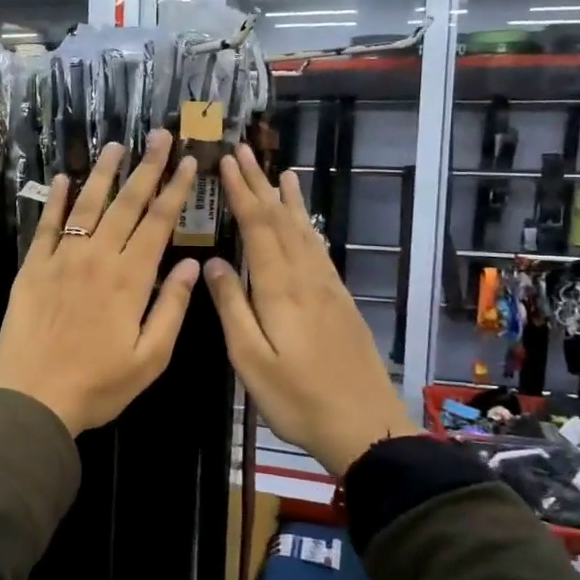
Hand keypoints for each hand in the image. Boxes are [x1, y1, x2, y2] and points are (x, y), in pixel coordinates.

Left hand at [0, 130, 200, 435]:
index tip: (189, 162)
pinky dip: (56, 200)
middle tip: (160, 136)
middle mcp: (97, 258)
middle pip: (126, 203)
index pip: (158, 223)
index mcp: (130, 279)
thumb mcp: (150, 358)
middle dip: (147, 168)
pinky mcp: (33, 267)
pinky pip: (47, 225)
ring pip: (87, 206)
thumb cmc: (98, 384)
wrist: (32, 396)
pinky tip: (63, 178)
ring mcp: (62, 258)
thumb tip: (194, 266)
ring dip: (103, 173)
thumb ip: (172, 308)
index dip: (176, 190)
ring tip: (116, 145)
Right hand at [203, 145, 415, 478]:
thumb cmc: (298, 399)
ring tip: (281, 173)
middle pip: (282, 221)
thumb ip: (232, 308)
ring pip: (305, 232)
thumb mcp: (251, 360)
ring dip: (289, 201)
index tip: (225, 161)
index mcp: (281, 289)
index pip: (258, 227)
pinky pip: (320, 251)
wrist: (366, 427)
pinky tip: (307, 224)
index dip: (242, 192)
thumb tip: (213, 262)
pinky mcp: (340, 302)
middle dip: (260, 185)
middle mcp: (307, 278)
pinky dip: (309, 227)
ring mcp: (328, 289)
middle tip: (244, 152)